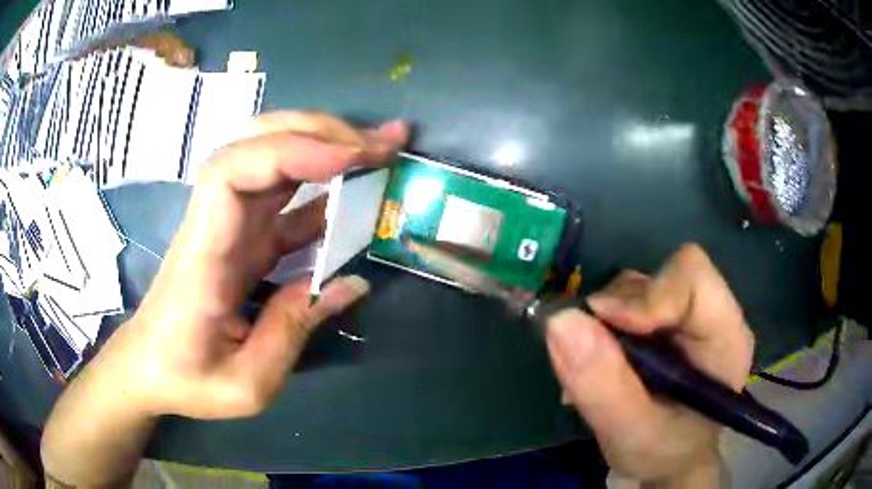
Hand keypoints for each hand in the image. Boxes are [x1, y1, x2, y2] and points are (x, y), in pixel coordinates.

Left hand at [100, 112, 408, 418]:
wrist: (148, 367)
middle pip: (254, 143)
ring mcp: (227, 225)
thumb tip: (352, 281)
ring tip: (377, 151)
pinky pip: (281, 198)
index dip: (290, 151)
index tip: (350, 158)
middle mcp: (213, 223)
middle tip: (379, 142)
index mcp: (203, 254)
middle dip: (318, 132)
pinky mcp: (239, 236)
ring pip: (269, 158)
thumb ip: (293, 329)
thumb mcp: (246, 382)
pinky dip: (320, 187)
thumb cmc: (186, 378)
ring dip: (324, 145)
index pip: (232, 172)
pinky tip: (353, 193)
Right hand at [546, 244, 752, 485]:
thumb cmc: (664, 453)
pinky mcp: (662, 320)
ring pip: (637, 287)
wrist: (670, 458)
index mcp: (724, 336)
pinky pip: (624, 303)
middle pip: (660, 275)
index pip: (692, 277)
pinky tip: (599, 365)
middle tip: (590, 356)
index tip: (603, 324)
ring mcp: (685, 314)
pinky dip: (601, 328)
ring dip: (605, 322)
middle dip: (618, 310)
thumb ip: (603, 387)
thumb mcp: (631, 435)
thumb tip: (561, 321)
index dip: (647, 294)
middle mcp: (709, 313)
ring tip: (595, 372)